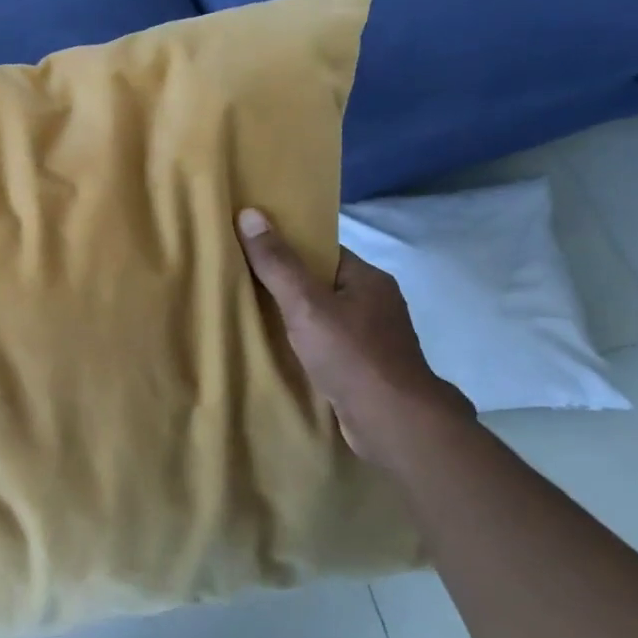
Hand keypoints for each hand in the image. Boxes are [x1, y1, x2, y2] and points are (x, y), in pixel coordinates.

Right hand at [236, 208, 473, 467]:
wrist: (394, 424)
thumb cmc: (351, 355)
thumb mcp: (306, 304)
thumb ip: (277, 263)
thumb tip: (249, 213)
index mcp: (369, 279)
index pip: (324, 251)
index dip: (290, 247)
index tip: (254, 248)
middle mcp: (376, 304)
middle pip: (323, 284)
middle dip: (288, 284)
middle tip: (243, 281)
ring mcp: (375, 338)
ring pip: (326, 317)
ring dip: (297, 318)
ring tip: (253, 315)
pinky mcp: (367, 369)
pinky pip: (330, 345)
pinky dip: (307, 345)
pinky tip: (281, 350)